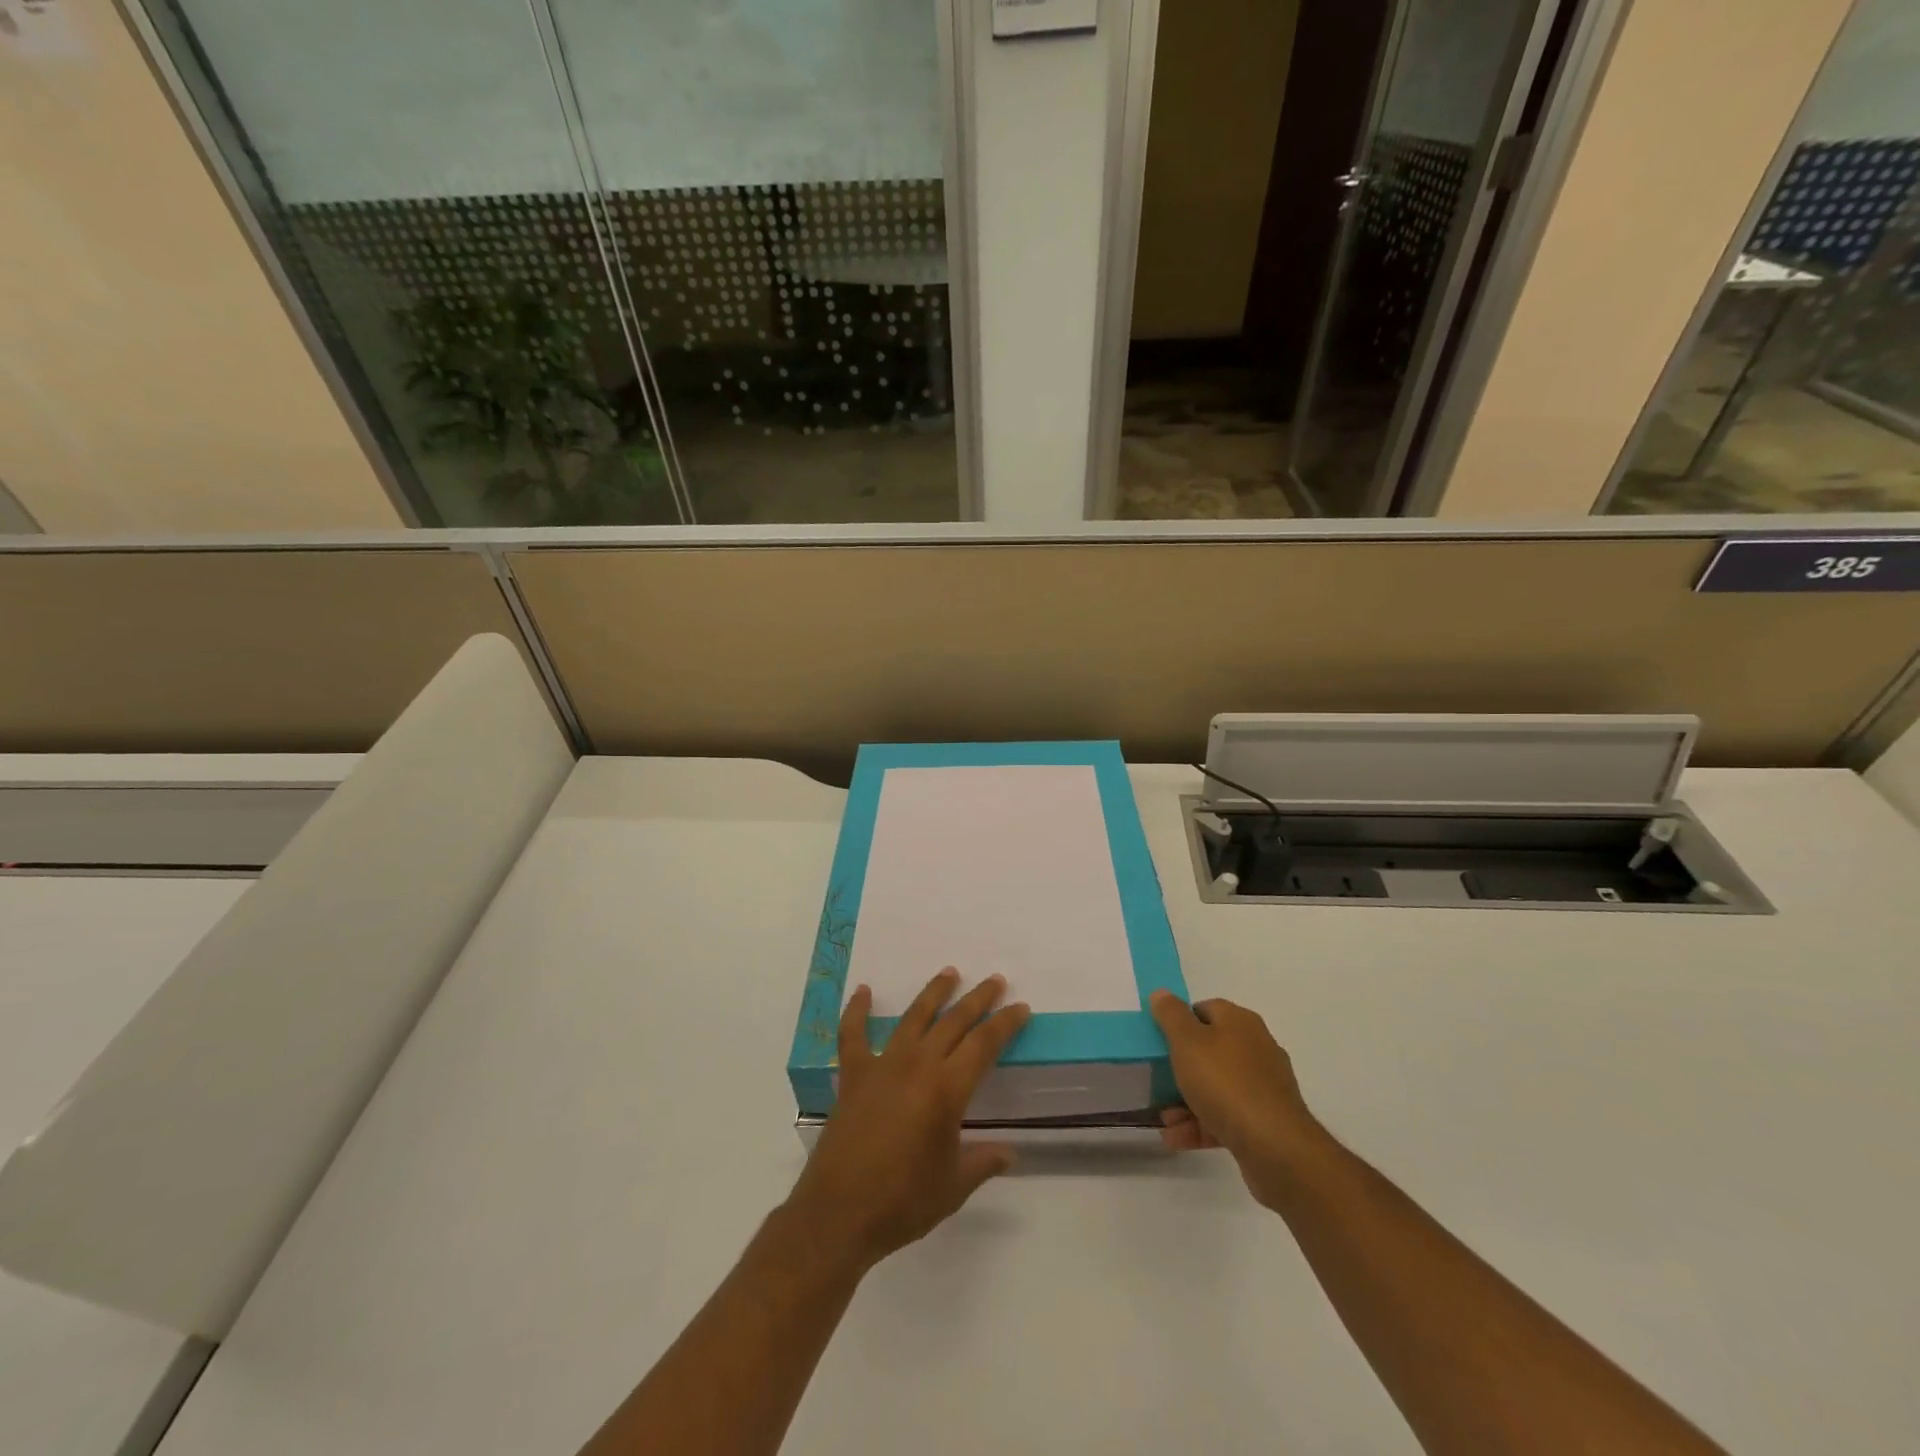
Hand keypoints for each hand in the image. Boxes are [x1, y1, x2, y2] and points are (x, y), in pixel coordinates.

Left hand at [786, 968, 1030, 1271]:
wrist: (839, 1215)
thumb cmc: (903, 1203)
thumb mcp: (953, 1187)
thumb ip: (982, 1162)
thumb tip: (1009, 1153)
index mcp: (947, 1090)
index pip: (984, 1045)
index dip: (1005, 1024)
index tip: (1020, 1008)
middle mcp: (917, 1065)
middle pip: (953, 1022)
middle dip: (977, 999)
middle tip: (994, 980)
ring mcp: (882, 1066)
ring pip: (913, 1017)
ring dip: (933, 993)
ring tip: (949, 973)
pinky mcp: (853, 1076)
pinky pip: (852, 1034)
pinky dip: (856, 1010)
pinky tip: (862, 991)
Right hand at [1150, 991, 1324, 1208]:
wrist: (1275, 1146)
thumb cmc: (1225, 1083)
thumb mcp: (1187, 1041)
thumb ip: (1171, 1015)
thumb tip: (1162, 993)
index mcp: (1240, 1022)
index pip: (1204, 1010)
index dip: (1179, 1022)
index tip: (1160, 1040)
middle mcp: (1255, 1048)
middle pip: (1210, 1050)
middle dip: (1181, 1066)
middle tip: (1157, 1078)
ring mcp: (1263, 1086)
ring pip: (1216, 1086)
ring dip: (1186, 1101)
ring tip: (1164, 1118)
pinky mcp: (1265, 1120)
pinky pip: (1226, 1116)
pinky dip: (1200, 1124)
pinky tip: (1175, 1138)